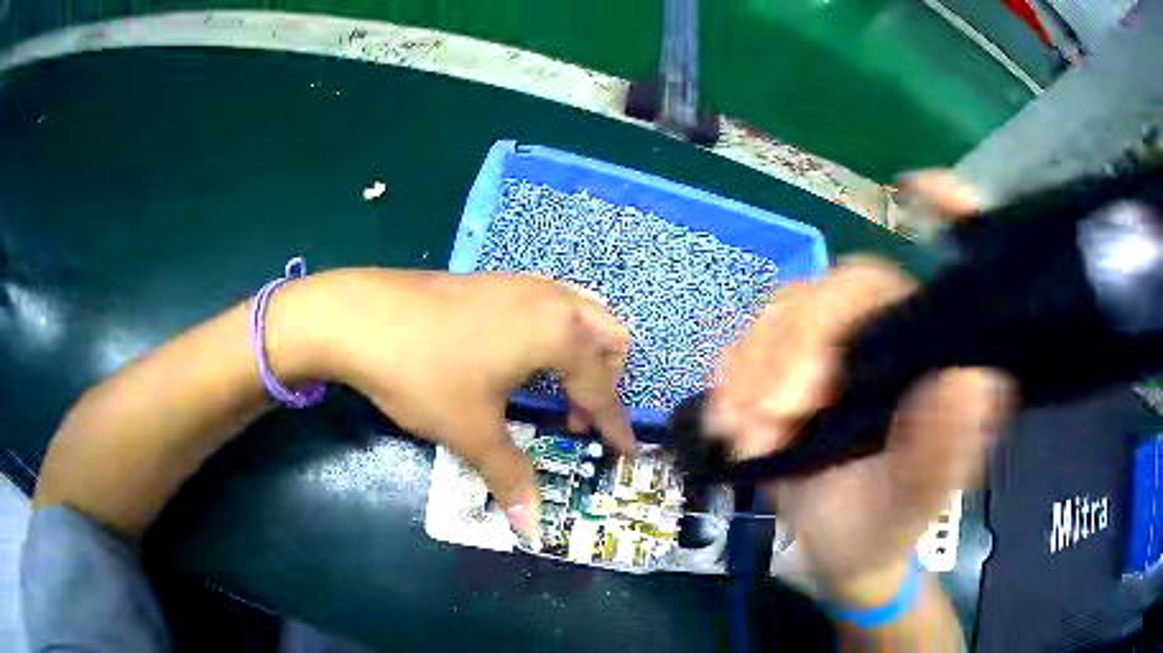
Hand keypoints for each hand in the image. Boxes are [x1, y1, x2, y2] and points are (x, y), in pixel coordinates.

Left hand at [305, 270, 633, 541]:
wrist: (359, 317)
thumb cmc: (425, 373)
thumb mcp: (472, 430)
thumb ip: (511, 477)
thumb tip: (533, 529)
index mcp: (559, 332)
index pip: (602, 386)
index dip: (615, 424)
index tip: (627, 450)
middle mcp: (550, 299)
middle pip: (608, 333)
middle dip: (608, 377)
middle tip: (580, 416)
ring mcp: (519, 283)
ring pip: (579, 310)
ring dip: (583, 351)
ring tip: (555, 388)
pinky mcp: (491, 280)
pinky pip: (547, 304)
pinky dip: (555, 333)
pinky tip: (518, 360)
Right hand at [709, 173, 1012, 594]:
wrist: (835, 554)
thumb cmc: (886, 525)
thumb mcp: (914, 502)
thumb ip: (943, 450)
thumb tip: (968, 378)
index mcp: (934, 355)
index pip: (946, 273)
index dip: (948, 216)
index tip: (922, 189)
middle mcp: (890, 334)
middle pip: (841, 291)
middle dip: (799, 345)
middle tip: (774, 415)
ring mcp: (834, 346)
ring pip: (786, 313)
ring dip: (754, 368)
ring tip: (743, 433)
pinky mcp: (788, 364)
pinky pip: (750, 344)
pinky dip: (732, 375)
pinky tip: (728, 418)